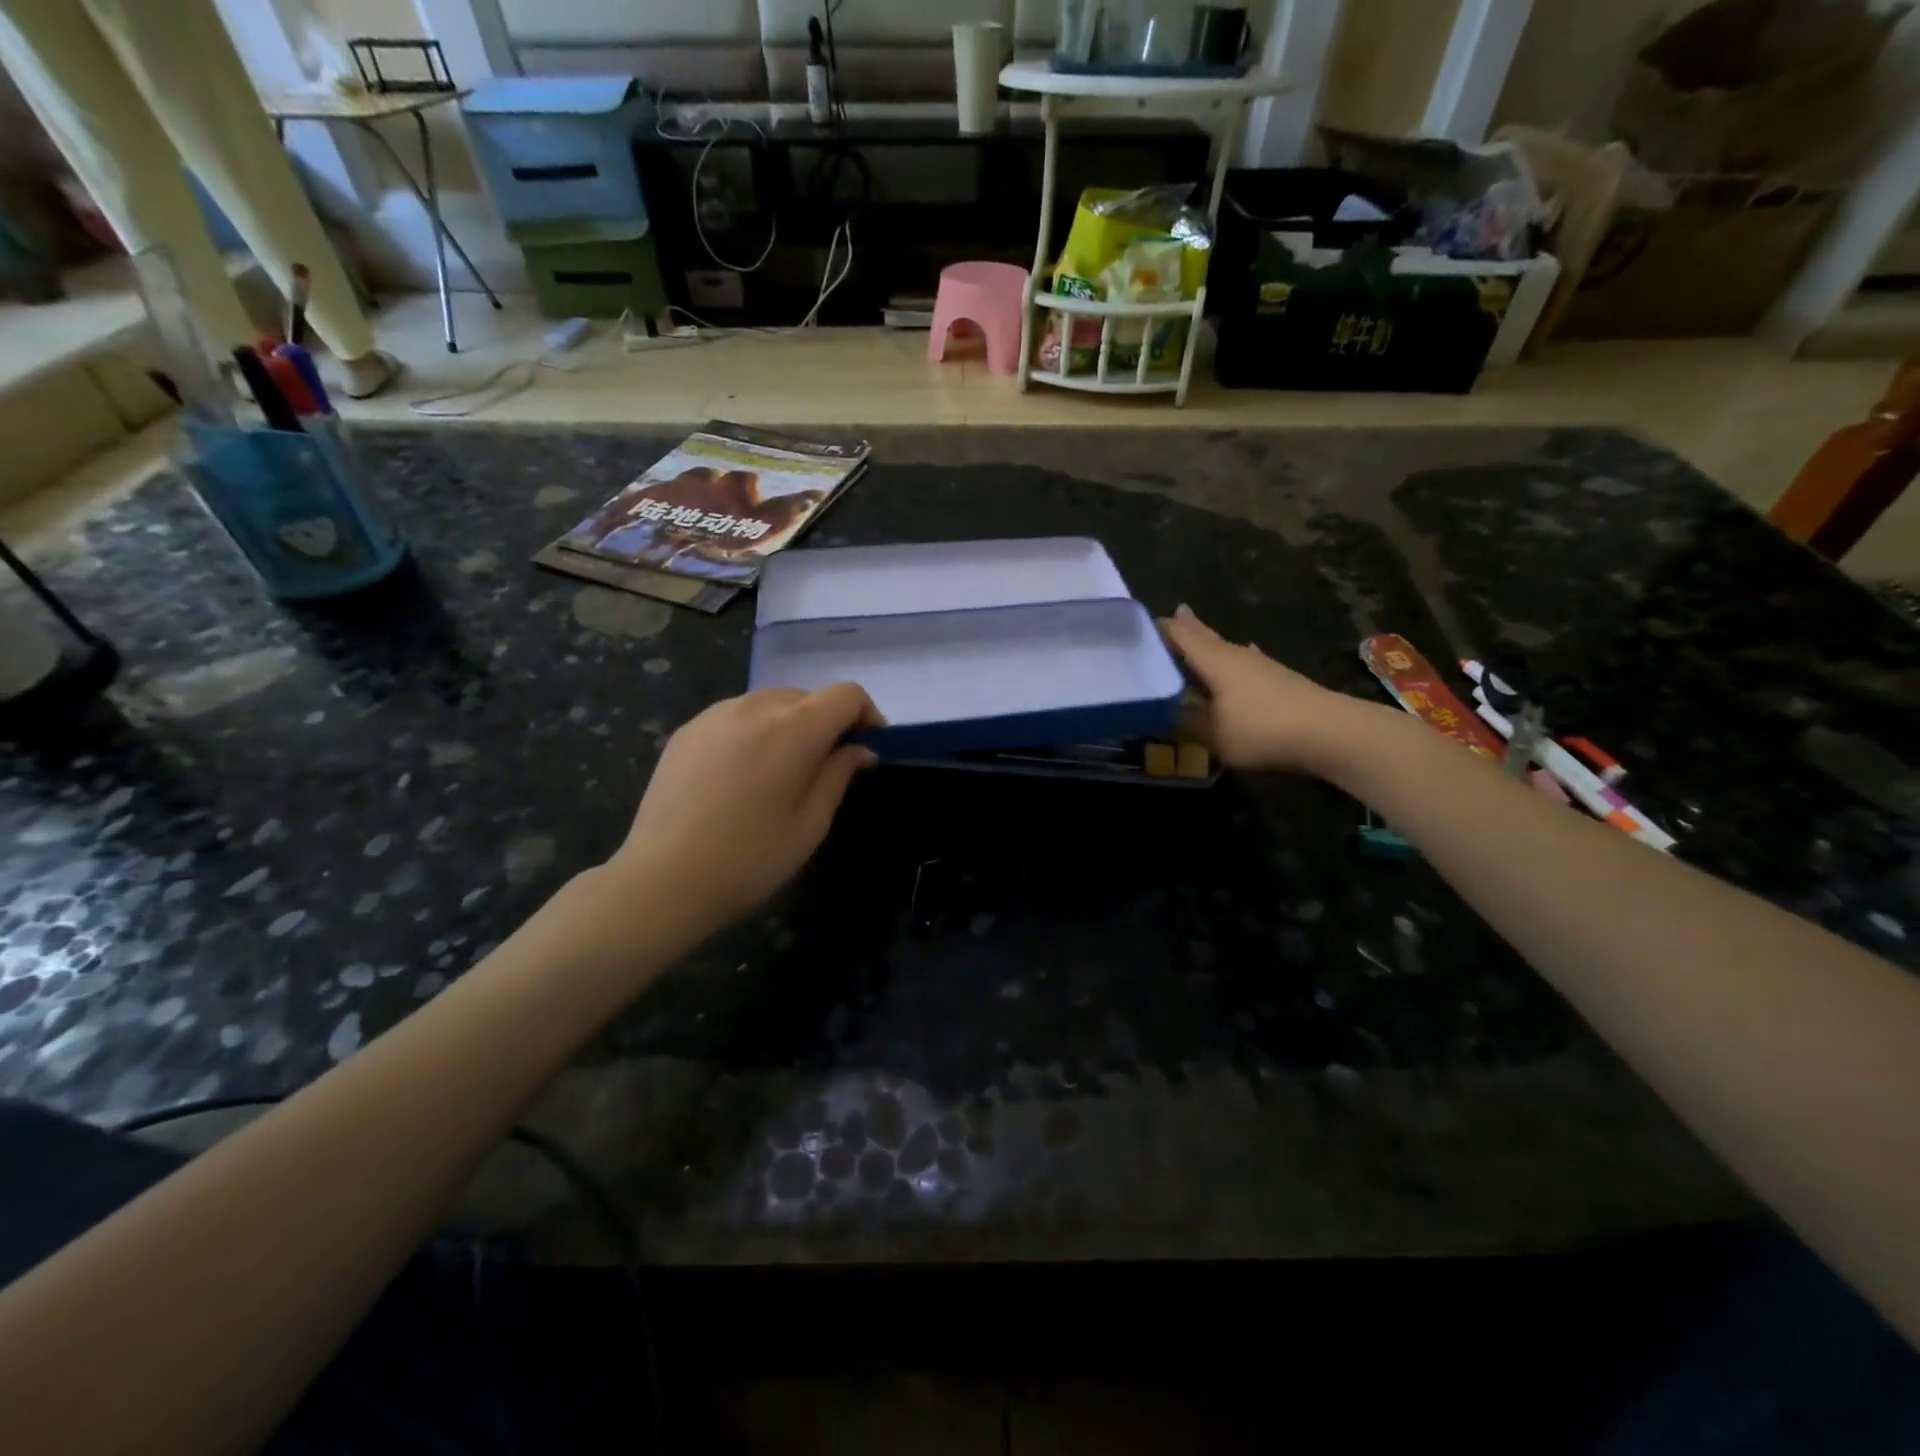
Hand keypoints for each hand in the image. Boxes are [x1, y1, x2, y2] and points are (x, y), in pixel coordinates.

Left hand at [605, 683, 882, 930]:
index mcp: (795, 728)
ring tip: (780, 771)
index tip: (867, 746)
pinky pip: (736, 716)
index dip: (866, 714)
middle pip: (808, 697)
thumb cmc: (751, 858)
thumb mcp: (811, 823)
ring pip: (770, 704)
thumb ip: (840, 774)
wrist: (663, 879)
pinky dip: (753, 732)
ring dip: (789, 725)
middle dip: (826, 723)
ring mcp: (716, 714)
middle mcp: (756, 707)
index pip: (846, 695)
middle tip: (825, 767)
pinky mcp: (688, 729)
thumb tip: (860, 749)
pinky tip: (740, 775)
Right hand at [1160, 605, 1375, 774]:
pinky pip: (1244, 662)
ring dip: (1208, 644)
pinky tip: (1242, 656)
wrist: (1331, 732)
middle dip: (1185, 628)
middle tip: (1169, 614)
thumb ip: (1185, 722)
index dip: (1158, 629)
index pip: (1179, 635)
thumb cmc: (1263, 729)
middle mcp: (1235, 654)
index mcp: (1214, 660)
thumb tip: (1161, 711)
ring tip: (1196, 635)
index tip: (1136, 625)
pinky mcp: (1278, 679)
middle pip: (1204, 636)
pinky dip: (1233, 659)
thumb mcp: (1213, 734)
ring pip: (1225, 648)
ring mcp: (1260, 664)